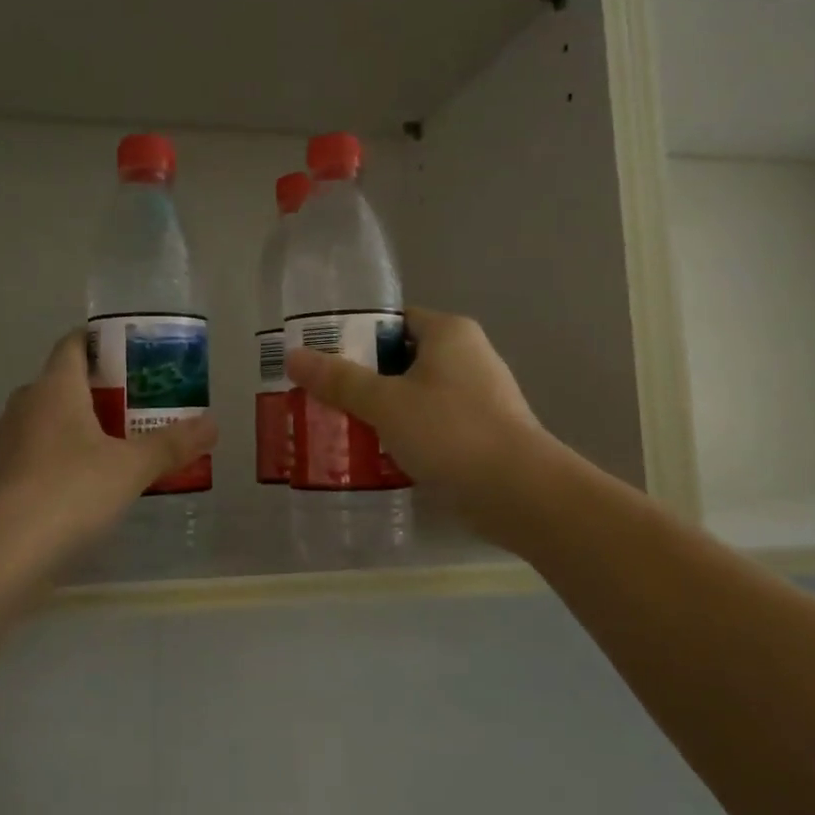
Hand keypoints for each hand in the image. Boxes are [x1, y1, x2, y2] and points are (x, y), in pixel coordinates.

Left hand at [0, 330, 216, 564]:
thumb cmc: (69, 493)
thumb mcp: (131, 468)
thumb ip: (171, 444)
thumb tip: (212, 424)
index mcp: (54, 387)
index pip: (74, 343)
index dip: (104, 341)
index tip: (137, 353)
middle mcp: (26, 405)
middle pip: (66, 382)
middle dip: (104, 389)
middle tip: (144, 403)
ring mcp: (7, 442)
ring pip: (52, 420)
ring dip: (85, 426)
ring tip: (125, 443)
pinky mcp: (0, 478)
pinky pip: (40, 452)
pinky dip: (66, 456)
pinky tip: (91, 483)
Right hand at [286, 308, 544, 504]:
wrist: (520, 493)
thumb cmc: (450, 431)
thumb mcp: (385, 403)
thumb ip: (339, 380)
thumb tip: (293, 356)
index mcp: (449, 333)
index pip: (393, 321)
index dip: (355, 336)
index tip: (322, 358)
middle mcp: (468, 356)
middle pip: (401, 359)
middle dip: (363, 379)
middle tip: (323, 397)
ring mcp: (479, 396)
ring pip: (416, 395)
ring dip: (382, 410)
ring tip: (341, 428)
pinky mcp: (483, 433)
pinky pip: (433, 424)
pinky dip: (406, 434)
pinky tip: (377, 456)